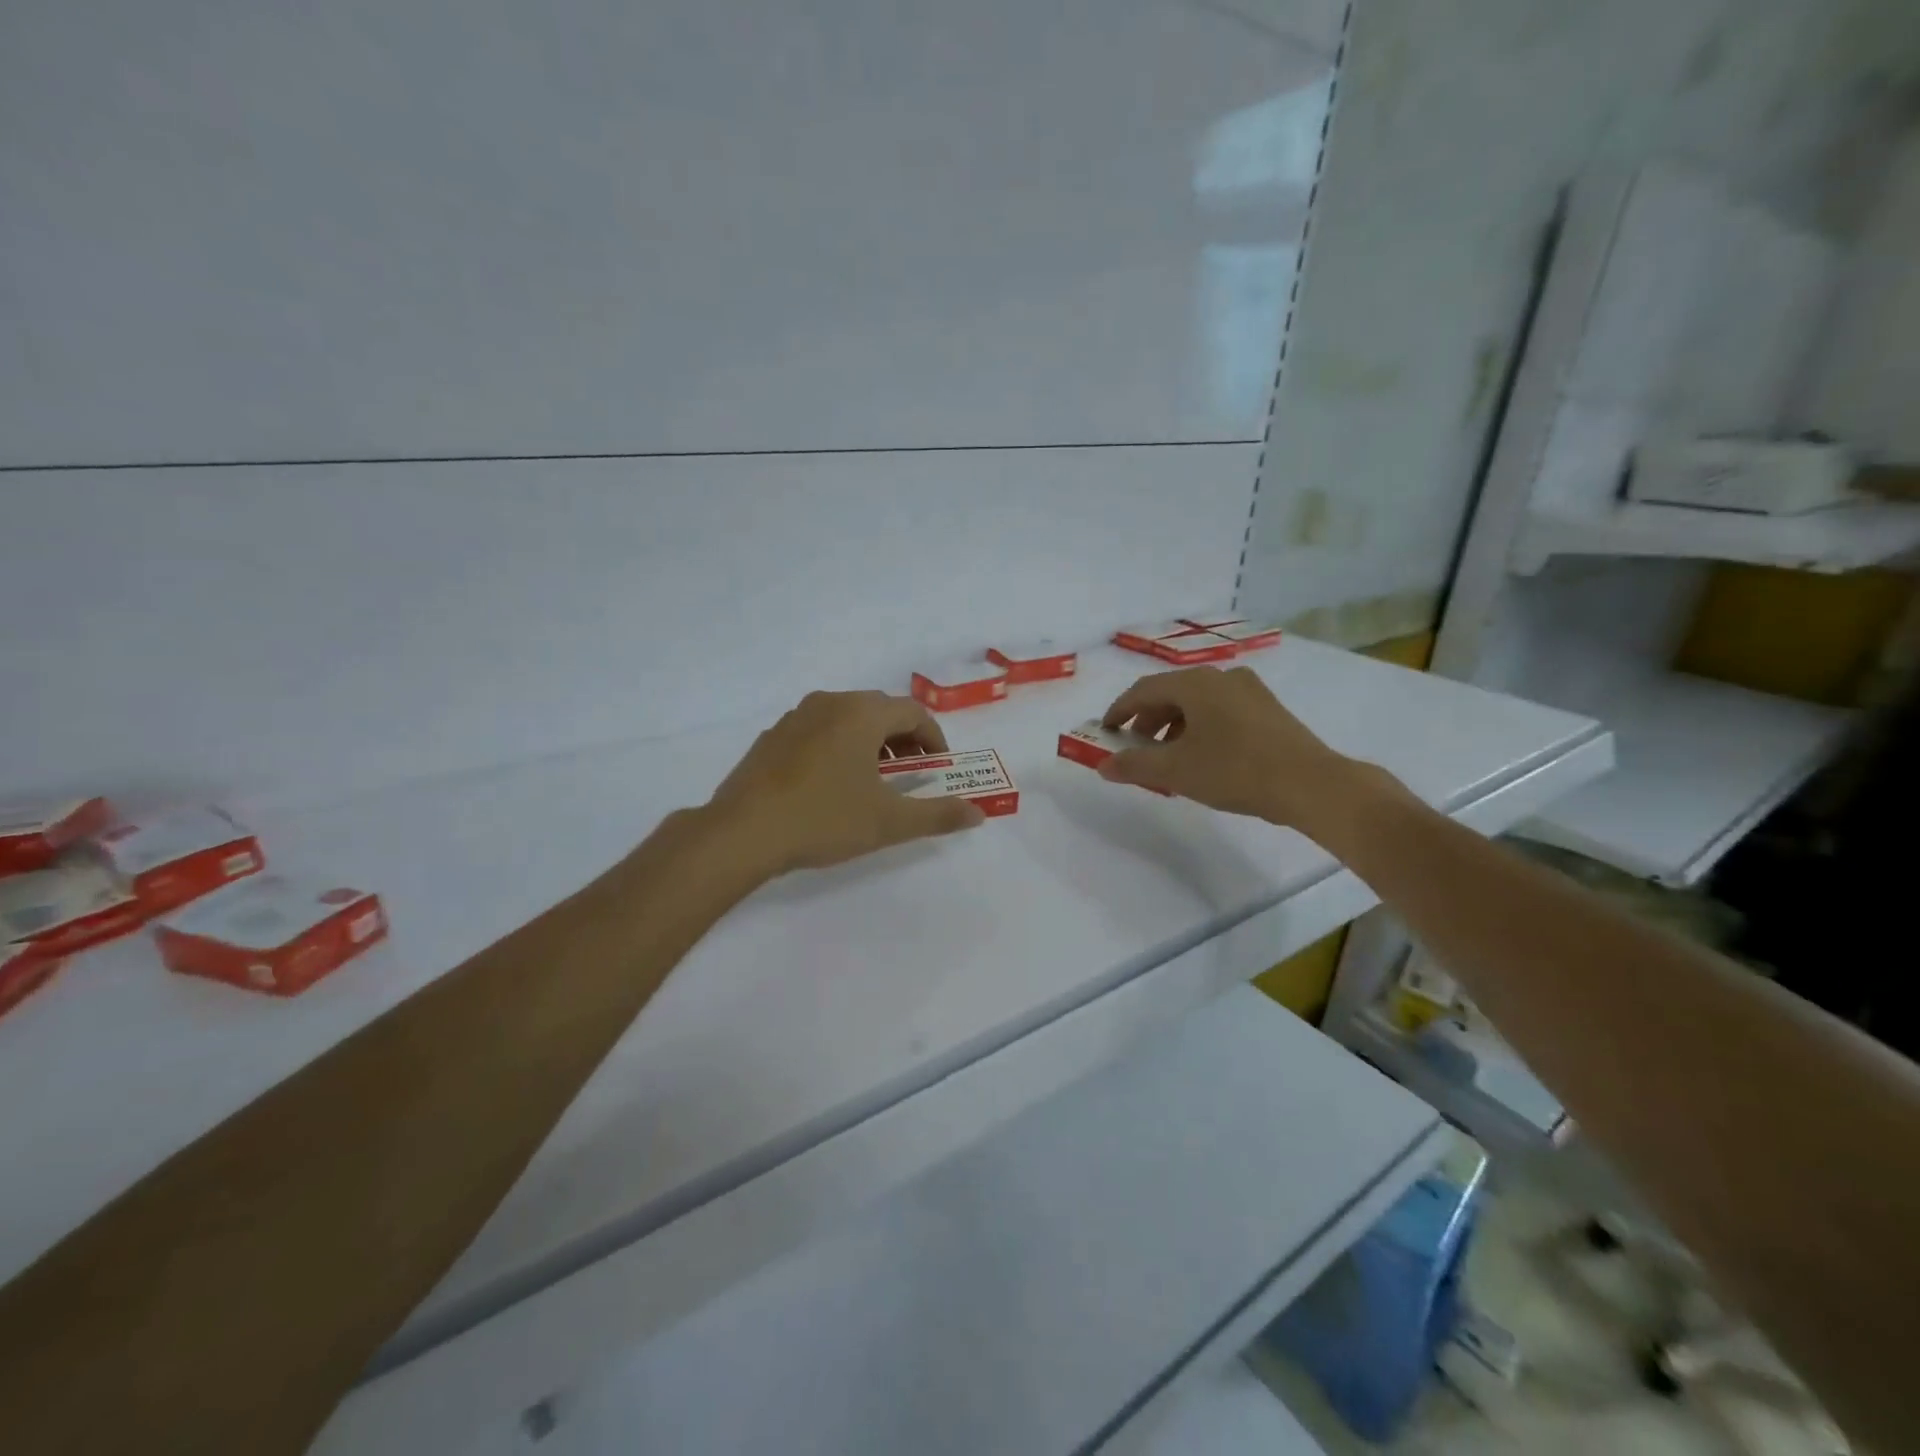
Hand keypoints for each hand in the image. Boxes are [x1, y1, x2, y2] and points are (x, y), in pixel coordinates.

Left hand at [703, 690, 985, 877]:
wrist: (743, 833)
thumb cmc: (824, 820)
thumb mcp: (889, 822)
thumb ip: (938, 815)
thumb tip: (978, 814)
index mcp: (861, 714)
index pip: (913, 713)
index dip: (935, 739)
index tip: (940, 769)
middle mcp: (829, 703)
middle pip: (880, 710)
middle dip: (904, 739)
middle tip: (912, 773)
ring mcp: (796, 717)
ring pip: (847, 718)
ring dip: (871, 741)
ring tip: (874, 780)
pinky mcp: (772, 737)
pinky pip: (818, 730)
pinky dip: (839, 746)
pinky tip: (832, 784)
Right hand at [1099, 665, 1374, 832]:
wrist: (1310, 784)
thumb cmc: (1235, 770)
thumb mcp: (1176, 771)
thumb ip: (1134, 765)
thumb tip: (1103, 765)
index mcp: (1195, 684)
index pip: (1143, 690)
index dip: (1119, 711)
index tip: (1105, 731)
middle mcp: (1222, 677)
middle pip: (1171, 694)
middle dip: (1147, 721)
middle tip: (1136, 749)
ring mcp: (1250, 691)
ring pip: (1197, 703)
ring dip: (1174, 726)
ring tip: (1168, 758)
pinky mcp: (1269, 710)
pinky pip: (1220, 712)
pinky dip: (1200, 729)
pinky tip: (1203, 757)